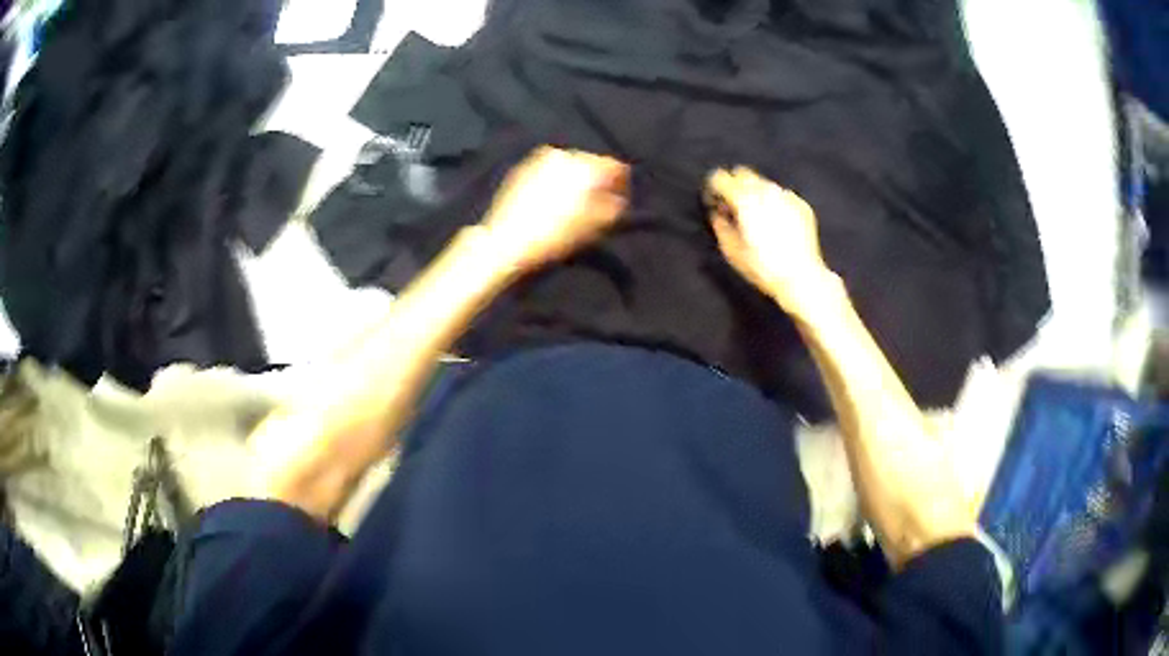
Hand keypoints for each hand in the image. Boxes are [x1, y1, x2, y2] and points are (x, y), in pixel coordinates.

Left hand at [481, 146, 628, 274]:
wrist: (507, 241)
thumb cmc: (557, 235)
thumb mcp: (597, 227)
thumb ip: (615, 207)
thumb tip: (618, 198)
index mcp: (588, 166)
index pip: (617, 168)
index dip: (622, 186)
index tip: (619, 203)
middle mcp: (566, 154)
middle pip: (591, 164)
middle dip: (596, 181)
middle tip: (594, 204)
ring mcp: (541, 159)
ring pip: (568, 165)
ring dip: (573, 180)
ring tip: (569, 204)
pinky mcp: (522, 168)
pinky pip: (547, 170)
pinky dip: (553, 181)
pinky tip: (548, 201)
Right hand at [705, 167, 834, 315]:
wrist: (801, 277)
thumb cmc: (763, 267)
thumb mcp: (732, 251)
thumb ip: (720, 226)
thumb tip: (719, 214)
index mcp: (744, 200)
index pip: (721, 177)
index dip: (714, 188)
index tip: (715, 202)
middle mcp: (765, 191)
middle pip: (744, 174)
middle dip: (735, 185)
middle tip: (735, 207)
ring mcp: (786, 196)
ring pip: (764, 184)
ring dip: (757, 194)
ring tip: (758, 217)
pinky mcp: (801, 205)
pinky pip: (782, 196)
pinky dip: (775, 203)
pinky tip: (777, 223)